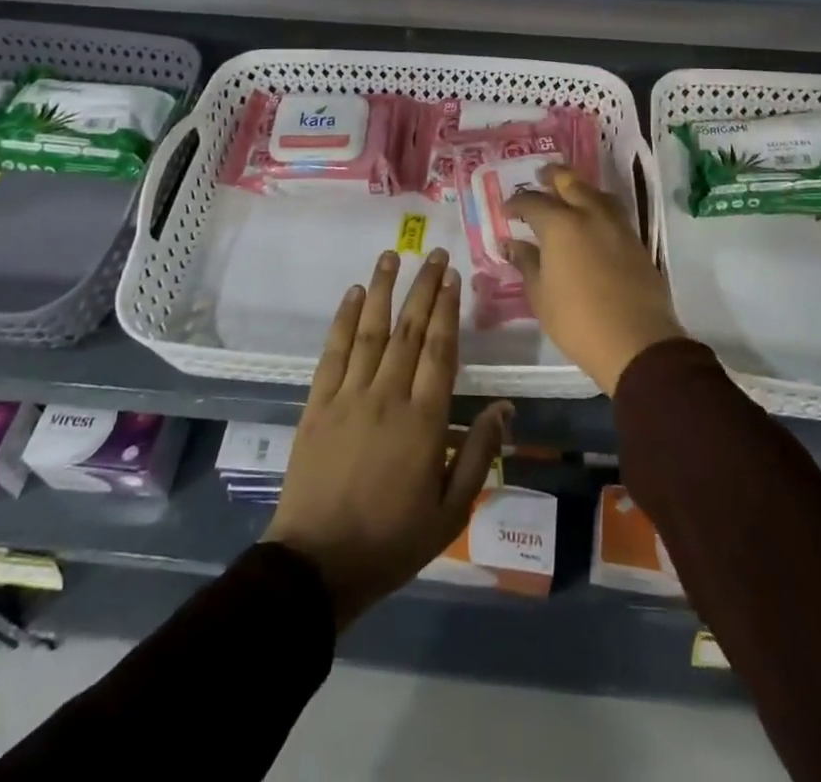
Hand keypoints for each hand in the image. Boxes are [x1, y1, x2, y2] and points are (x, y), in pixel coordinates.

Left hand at [264, 249, 510, 629]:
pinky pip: (333, 352)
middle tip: (434, 253)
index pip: (440, 351)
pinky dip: (343, 320)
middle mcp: (387, 397)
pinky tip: (352, 294)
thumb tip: (504, 409)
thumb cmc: (391, 542)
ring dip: (382, 290)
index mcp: (424, 421)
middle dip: (423, 288)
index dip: (448, 310)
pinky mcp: (317, 404)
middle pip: (409, 330)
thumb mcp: (450, 512)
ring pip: (370, 331)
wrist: (316, 566)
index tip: (453, 277)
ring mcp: (348, 396)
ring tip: (392, 256)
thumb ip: (478, 456)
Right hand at [506, 165, 684, 394]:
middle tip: (540, 178)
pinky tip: (591, 221)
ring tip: (569, 195)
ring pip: (596, 193)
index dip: (516, 203)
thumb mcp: (540, 295)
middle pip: (570, 182)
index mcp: (560, 225)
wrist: (636, 342)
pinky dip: (598, 207)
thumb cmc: (577, 320)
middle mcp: (590, 215)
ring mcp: (618, 226)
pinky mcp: (636, 241)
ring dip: (579, 188)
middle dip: (552, 177)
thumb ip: (526, 263)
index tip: (507, 211)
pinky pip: (613, 212)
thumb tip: (513, 244)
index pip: (533, 202)